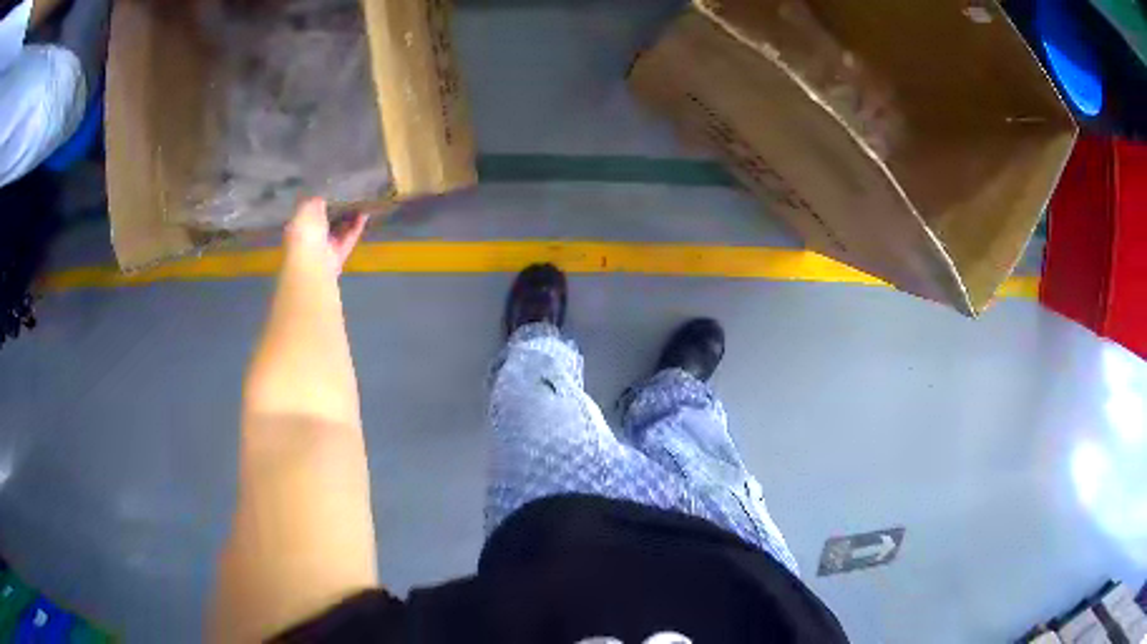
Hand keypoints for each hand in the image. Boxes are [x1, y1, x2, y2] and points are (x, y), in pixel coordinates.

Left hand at [283, 198, 367, 275]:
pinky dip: (356, 227)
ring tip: (361, 200)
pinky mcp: (338, 257)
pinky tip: (365, 214)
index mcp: (296, 226)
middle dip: (336, 209)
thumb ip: (315, 200)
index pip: (308, 212)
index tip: (331, 189)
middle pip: (324, 221)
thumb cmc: (304, 232)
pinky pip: (348, 239)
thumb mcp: (306, 207)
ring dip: (349, 217)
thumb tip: (323, 197)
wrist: (312, 262)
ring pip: (338, 231)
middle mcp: (308, 239)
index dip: (319, 201)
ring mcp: (323, 249)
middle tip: (349, 193)